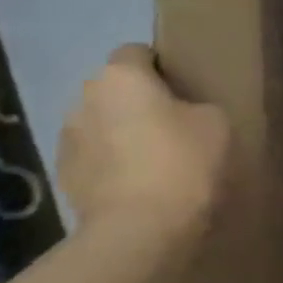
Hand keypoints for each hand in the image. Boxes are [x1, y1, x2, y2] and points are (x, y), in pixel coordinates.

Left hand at [58, 46, 228, 250]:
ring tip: (156, 165)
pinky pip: (95, 160)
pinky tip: (139, 189)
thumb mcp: (218, 124)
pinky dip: (113, 168)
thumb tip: (186, 112)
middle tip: (177, 130)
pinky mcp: (64, 176)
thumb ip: (199, 106)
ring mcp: (68, 138)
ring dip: (123, 136)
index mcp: (121, 76)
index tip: (187, 92)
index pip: (138, 52)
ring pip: (103, 126)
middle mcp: (84, 97)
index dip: (163, 68)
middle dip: (140, 104)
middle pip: (117, 91)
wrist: (141, 230)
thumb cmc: (184, 165)